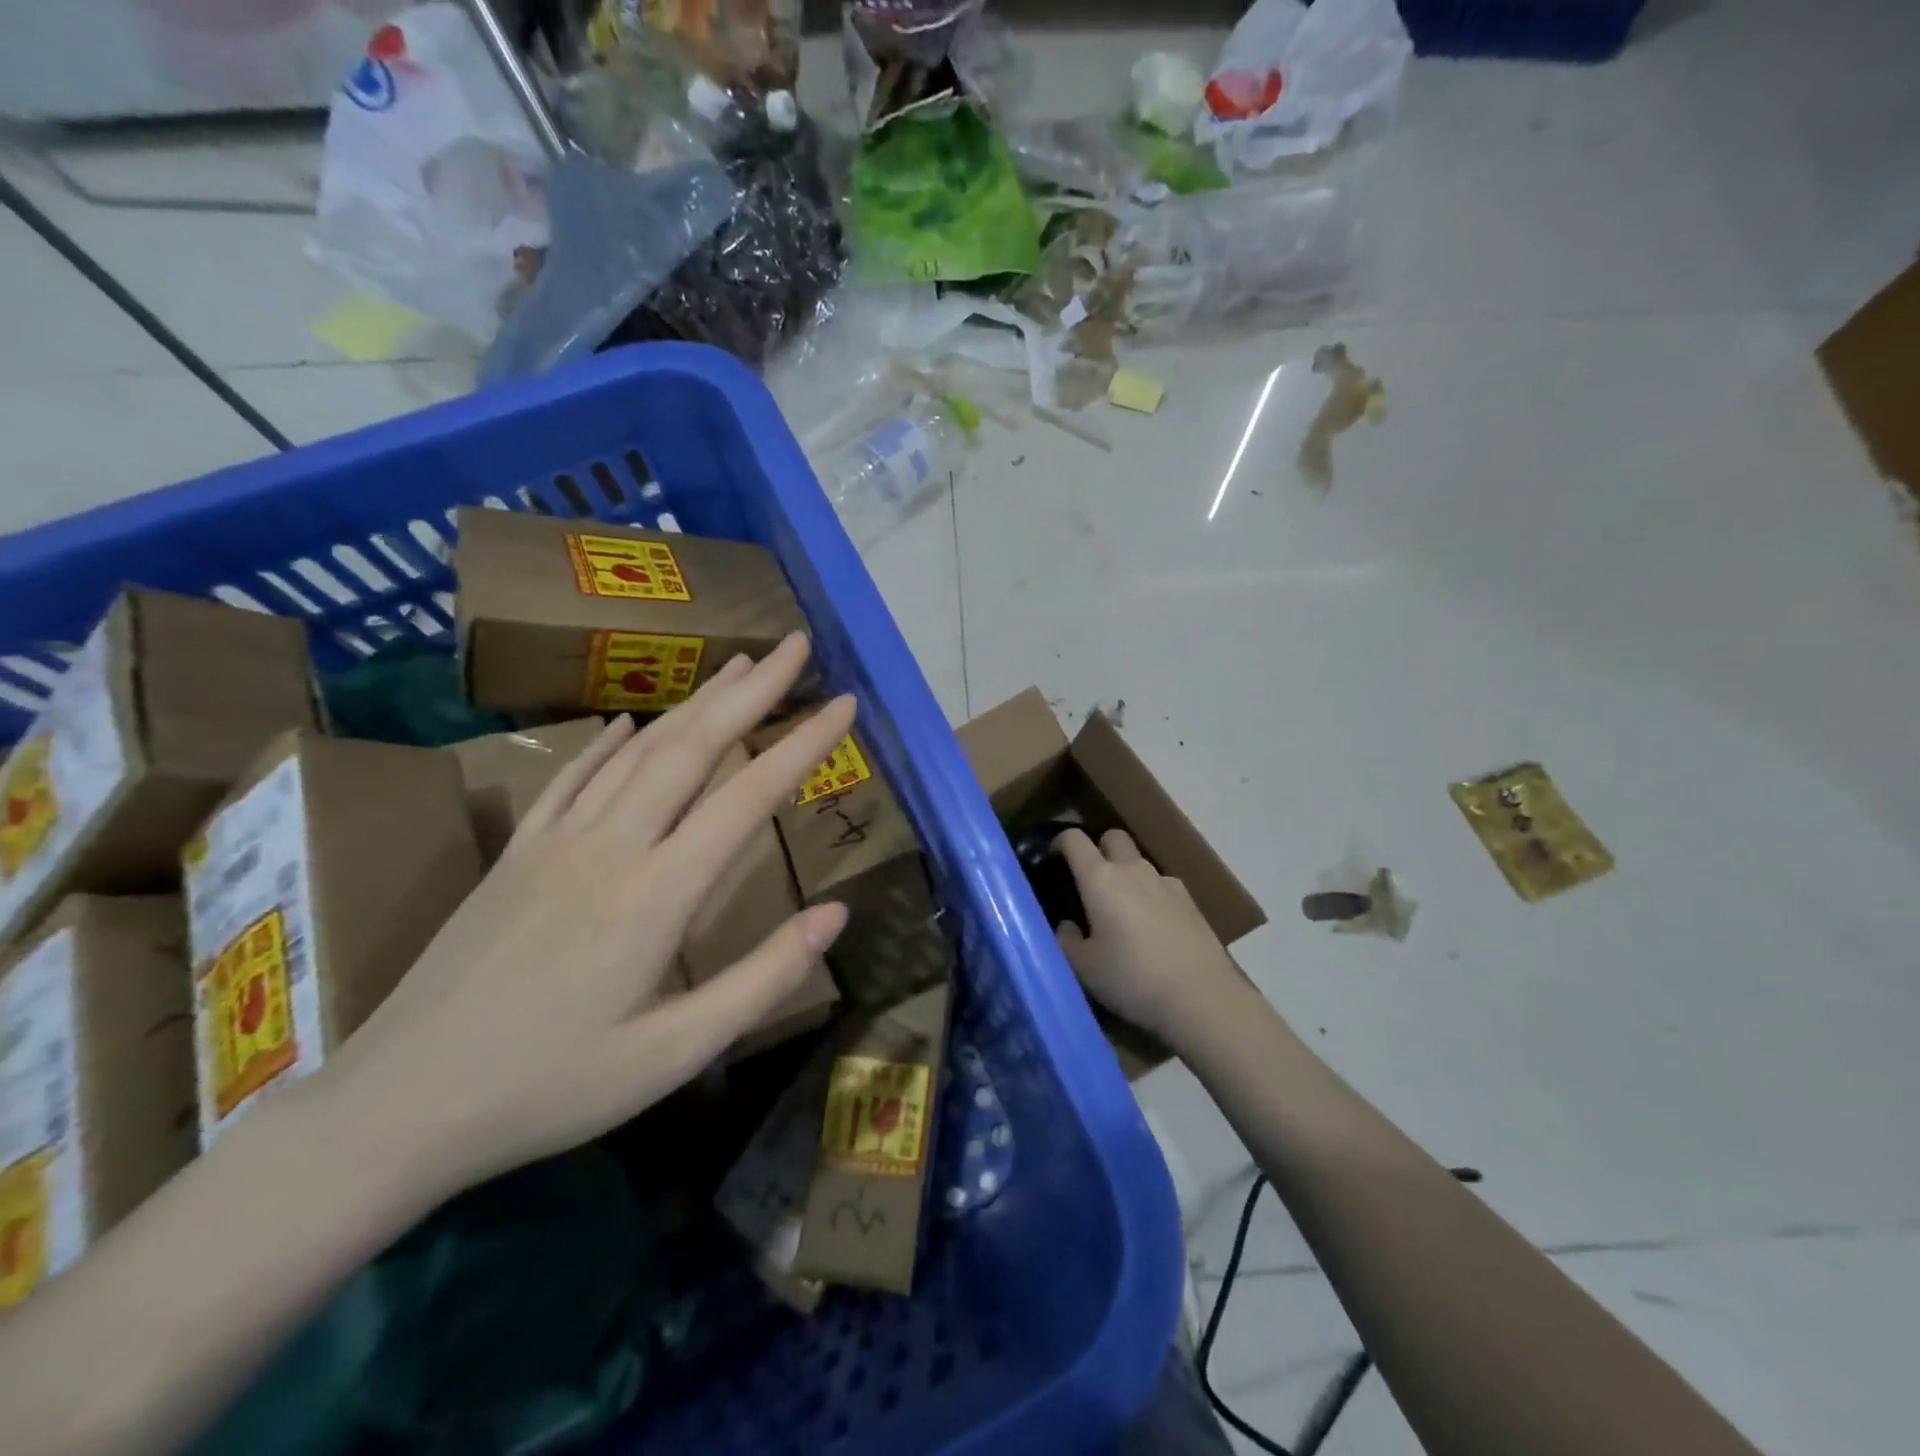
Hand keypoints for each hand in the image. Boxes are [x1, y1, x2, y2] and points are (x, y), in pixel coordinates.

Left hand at [311, 633, 854, 1204]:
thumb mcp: (675, 1054)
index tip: (845, 703)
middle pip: (692, 746)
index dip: (804, 744)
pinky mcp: (518, 851)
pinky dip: (613, 740)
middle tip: (795, 646)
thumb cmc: (551, 1087)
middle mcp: (611, 846)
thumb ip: (763, 978)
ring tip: (738, 666)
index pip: (748, 796)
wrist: (396, 1108)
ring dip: (695, 701)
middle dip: (753, 691)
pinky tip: (632, 719)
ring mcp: (556, 841)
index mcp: (658, 893)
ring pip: (639, 749)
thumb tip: (837, 914)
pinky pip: (576, 777)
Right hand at [1053, 827, 1241, 1043]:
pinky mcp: (1190, 901)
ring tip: (1122, 909)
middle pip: (1113, 837)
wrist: (1200, 996)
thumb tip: (1068, 925)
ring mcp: (1166, 882)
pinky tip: (1153, 926)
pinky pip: (1162, 885)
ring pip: (1140, 862)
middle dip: (1099, 848)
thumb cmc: (1131, 977)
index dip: (1060, 842)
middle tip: (1090, 878)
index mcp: (1100, 879)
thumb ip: (1067, 940)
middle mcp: (1133, 870)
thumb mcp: (1084, 967)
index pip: (1074, 840)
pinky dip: (1151, 894)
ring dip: (1126, 873)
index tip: (1053, 857)